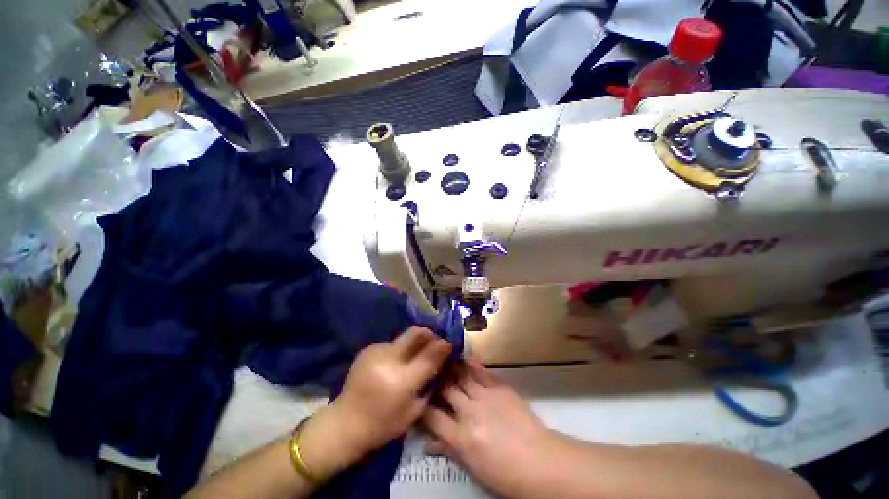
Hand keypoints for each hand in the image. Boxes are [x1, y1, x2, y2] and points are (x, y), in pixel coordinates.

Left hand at [299, 327, 451, 479]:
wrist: (345, 424)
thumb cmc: (384, 425)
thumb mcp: (415, 409)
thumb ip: (430, 380)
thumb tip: (442, 358)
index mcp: (402, 379)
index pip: (430, 353)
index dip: (443, 345)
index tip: (450, 343)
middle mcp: (388, 358)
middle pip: (416, 332)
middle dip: (430, 334)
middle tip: (434, 343)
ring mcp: (376, 350)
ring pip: (404, 337)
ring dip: (413, 344)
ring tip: (412, 357)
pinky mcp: (368, 348)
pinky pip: (392, 344)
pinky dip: (399, 350)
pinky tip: (395, 363)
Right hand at [421, 360, 551, 497]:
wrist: (539, 460)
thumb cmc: (504, 473)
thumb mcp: (473, 467)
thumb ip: (449, 450)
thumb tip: (427, 444)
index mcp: (461, 436)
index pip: (433, 417)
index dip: (421, 406)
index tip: (416, 397)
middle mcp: (469, 411)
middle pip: (446, 390)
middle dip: (436, 381)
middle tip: (428, 371)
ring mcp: (485, 396)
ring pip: (462, 376)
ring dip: (451, 367)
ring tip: (442, 358)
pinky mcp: (500, 388)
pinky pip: (482, 372)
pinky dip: (472, 364)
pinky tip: (465, 357)